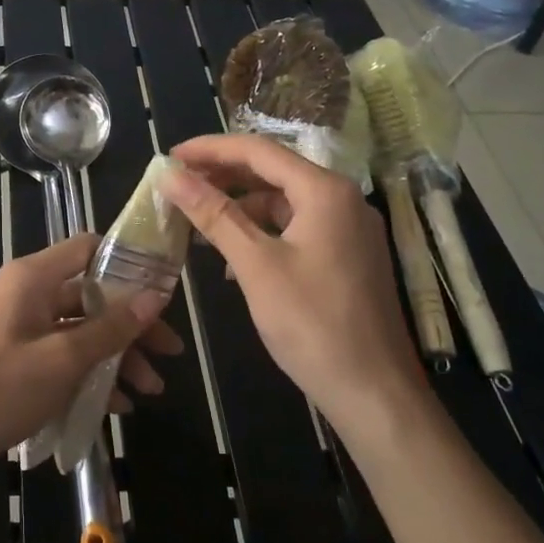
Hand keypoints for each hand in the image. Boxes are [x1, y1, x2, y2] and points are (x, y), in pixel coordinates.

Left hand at [0, 233, 178, 491]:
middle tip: (169, 354)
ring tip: (150, 391)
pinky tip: (116, 406)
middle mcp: (27, 295)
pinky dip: (89, 376)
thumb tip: (154, 296)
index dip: (129, 263)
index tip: (164, 290)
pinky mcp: (15, 362)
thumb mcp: (61, 359)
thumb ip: (110, 328)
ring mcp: (20, 330)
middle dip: (131, 325)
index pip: (89, 248)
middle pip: (91, 296)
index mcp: (32, 278)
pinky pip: (62, 358)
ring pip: (80, 331)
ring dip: (115, 357)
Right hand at [159, 133, 424, 417]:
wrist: (374, 393)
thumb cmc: (312, 324)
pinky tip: (233, 256)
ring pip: (283, 202)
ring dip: (240, 207)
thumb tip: (170, 175)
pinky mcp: (347, 256)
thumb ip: (213, 215)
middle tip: (177, 185)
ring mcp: (348, 229)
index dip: (209, 149)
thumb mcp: (255, 265)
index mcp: (325, 191)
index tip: (169, 157)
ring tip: (198, 221)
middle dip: (222, 176)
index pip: (258, 150)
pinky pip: (296, 228)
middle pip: (273, 172)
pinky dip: (262, 232)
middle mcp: (342, 199)